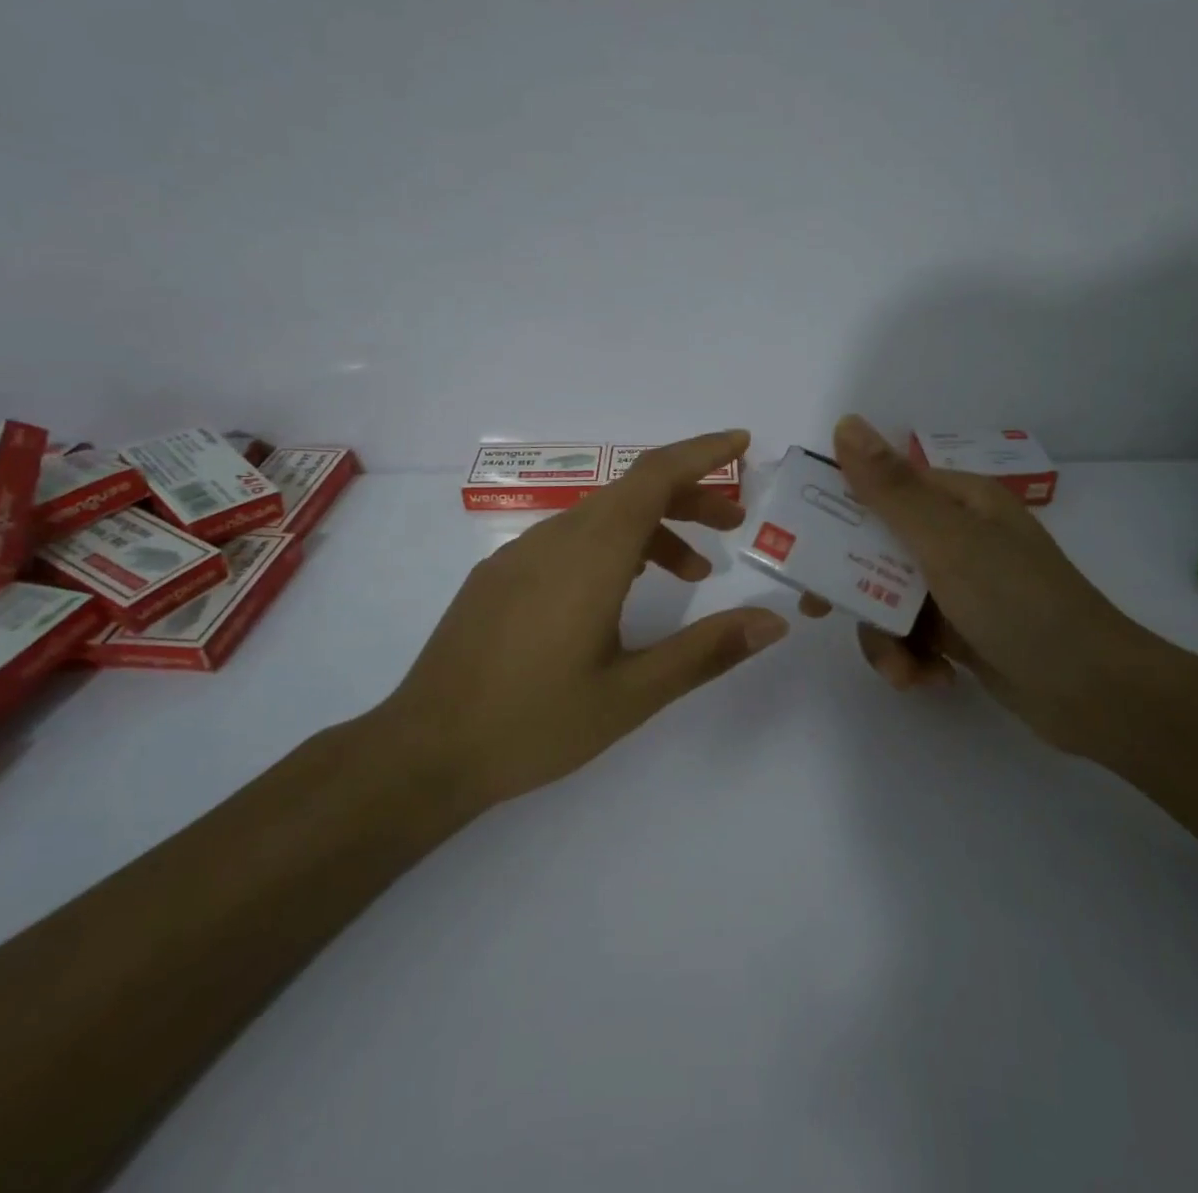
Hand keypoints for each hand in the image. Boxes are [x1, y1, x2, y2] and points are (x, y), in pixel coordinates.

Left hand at [378, 430, 789, 811]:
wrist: (423, 753)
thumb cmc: (534, 723)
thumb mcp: (632, 694)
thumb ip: (706, 651)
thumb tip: (774, 620)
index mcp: (590, 555)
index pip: (654, 476)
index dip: (701, 453)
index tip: (741, 443)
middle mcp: (555, 538)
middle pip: (633, 491)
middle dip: (690, 496)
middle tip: (735, 524)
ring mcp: (520, 554)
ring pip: (601, 516)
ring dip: (654, 527)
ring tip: (695, 571)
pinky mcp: (500, 575)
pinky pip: (570, 538)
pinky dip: (615, 545)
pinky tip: (625, 591)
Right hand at [820, 415, 1153, 756]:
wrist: (1095, 695)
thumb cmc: (1018, 604)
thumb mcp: (947, 541)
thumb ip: (890, 488)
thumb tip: (846, 423)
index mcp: (958, 501)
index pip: (880, 489)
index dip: (834, 511)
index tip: (797, 543)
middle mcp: (957, 536)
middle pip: (876, 549)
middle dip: (850, 586)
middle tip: (817, 611)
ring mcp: (960, 587)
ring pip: (888, 599)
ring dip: (885, 638)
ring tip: (903, 671)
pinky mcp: (963, 632)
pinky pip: (912, 635)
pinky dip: (911, 659)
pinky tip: (930, 681)